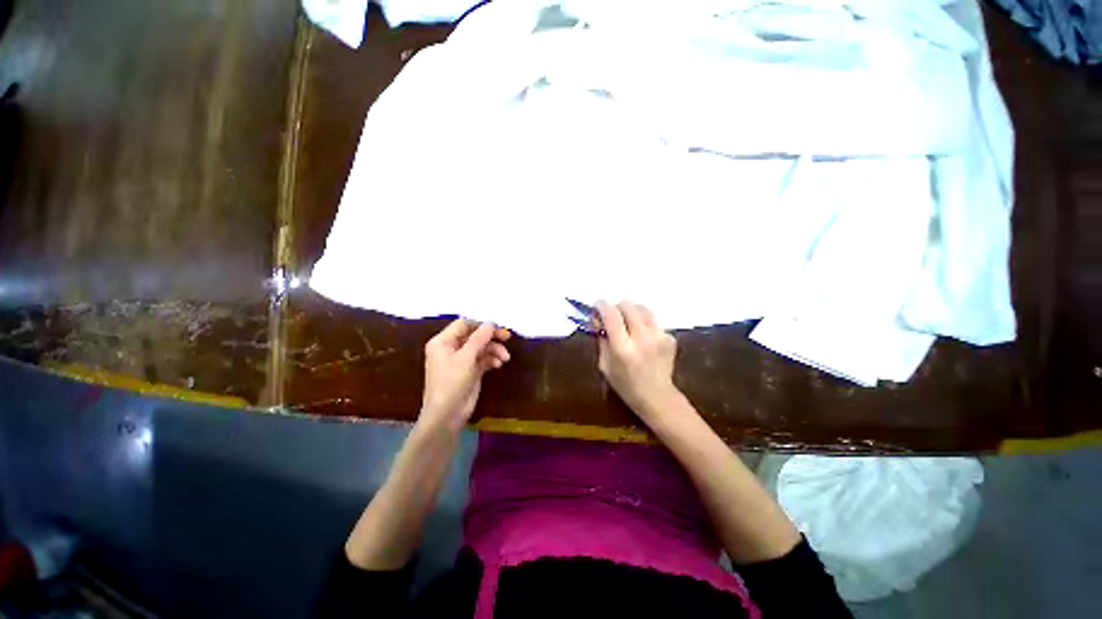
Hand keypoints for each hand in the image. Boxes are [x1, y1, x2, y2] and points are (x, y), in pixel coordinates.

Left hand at [420, 319, 510, 429]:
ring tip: (505, 358)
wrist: (447, 415)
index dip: (481, 325)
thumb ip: (479, 338)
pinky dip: (491, 360)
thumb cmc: (451, 383)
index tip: (497, 329)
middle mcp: (451, 348)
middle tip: (507, 338)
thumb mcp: (466, 358)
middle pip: (474, 336)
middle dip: (491, 338)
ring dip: (494, 350)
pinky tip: (498, 365)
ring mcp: (461, 360)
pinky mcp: (469, 371)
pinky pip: (482, 359)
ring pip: (481, 348)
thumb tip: (491, 322)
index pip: (464, 325)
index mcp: (443, 342)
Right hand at [596, 301, 679, 422]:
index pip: (611, 315)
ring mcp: (659, 337)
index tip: (597, 305)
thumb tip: (599, 321)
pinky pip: (653, 321)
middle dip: (617, 307)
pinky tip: (643, 336)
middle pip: (628, 306)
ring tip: (628, 321)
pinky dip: (644, 323)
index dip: (602, 305)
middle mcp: (642, 338)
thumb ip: (602, 340)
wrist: (657, 397)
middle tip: (613, 315)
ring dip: (632, 311)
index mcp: (622, 348)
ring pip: (643, 309)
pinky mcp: (669, 338)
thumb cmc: (625, 385)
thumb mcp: (605, 365)